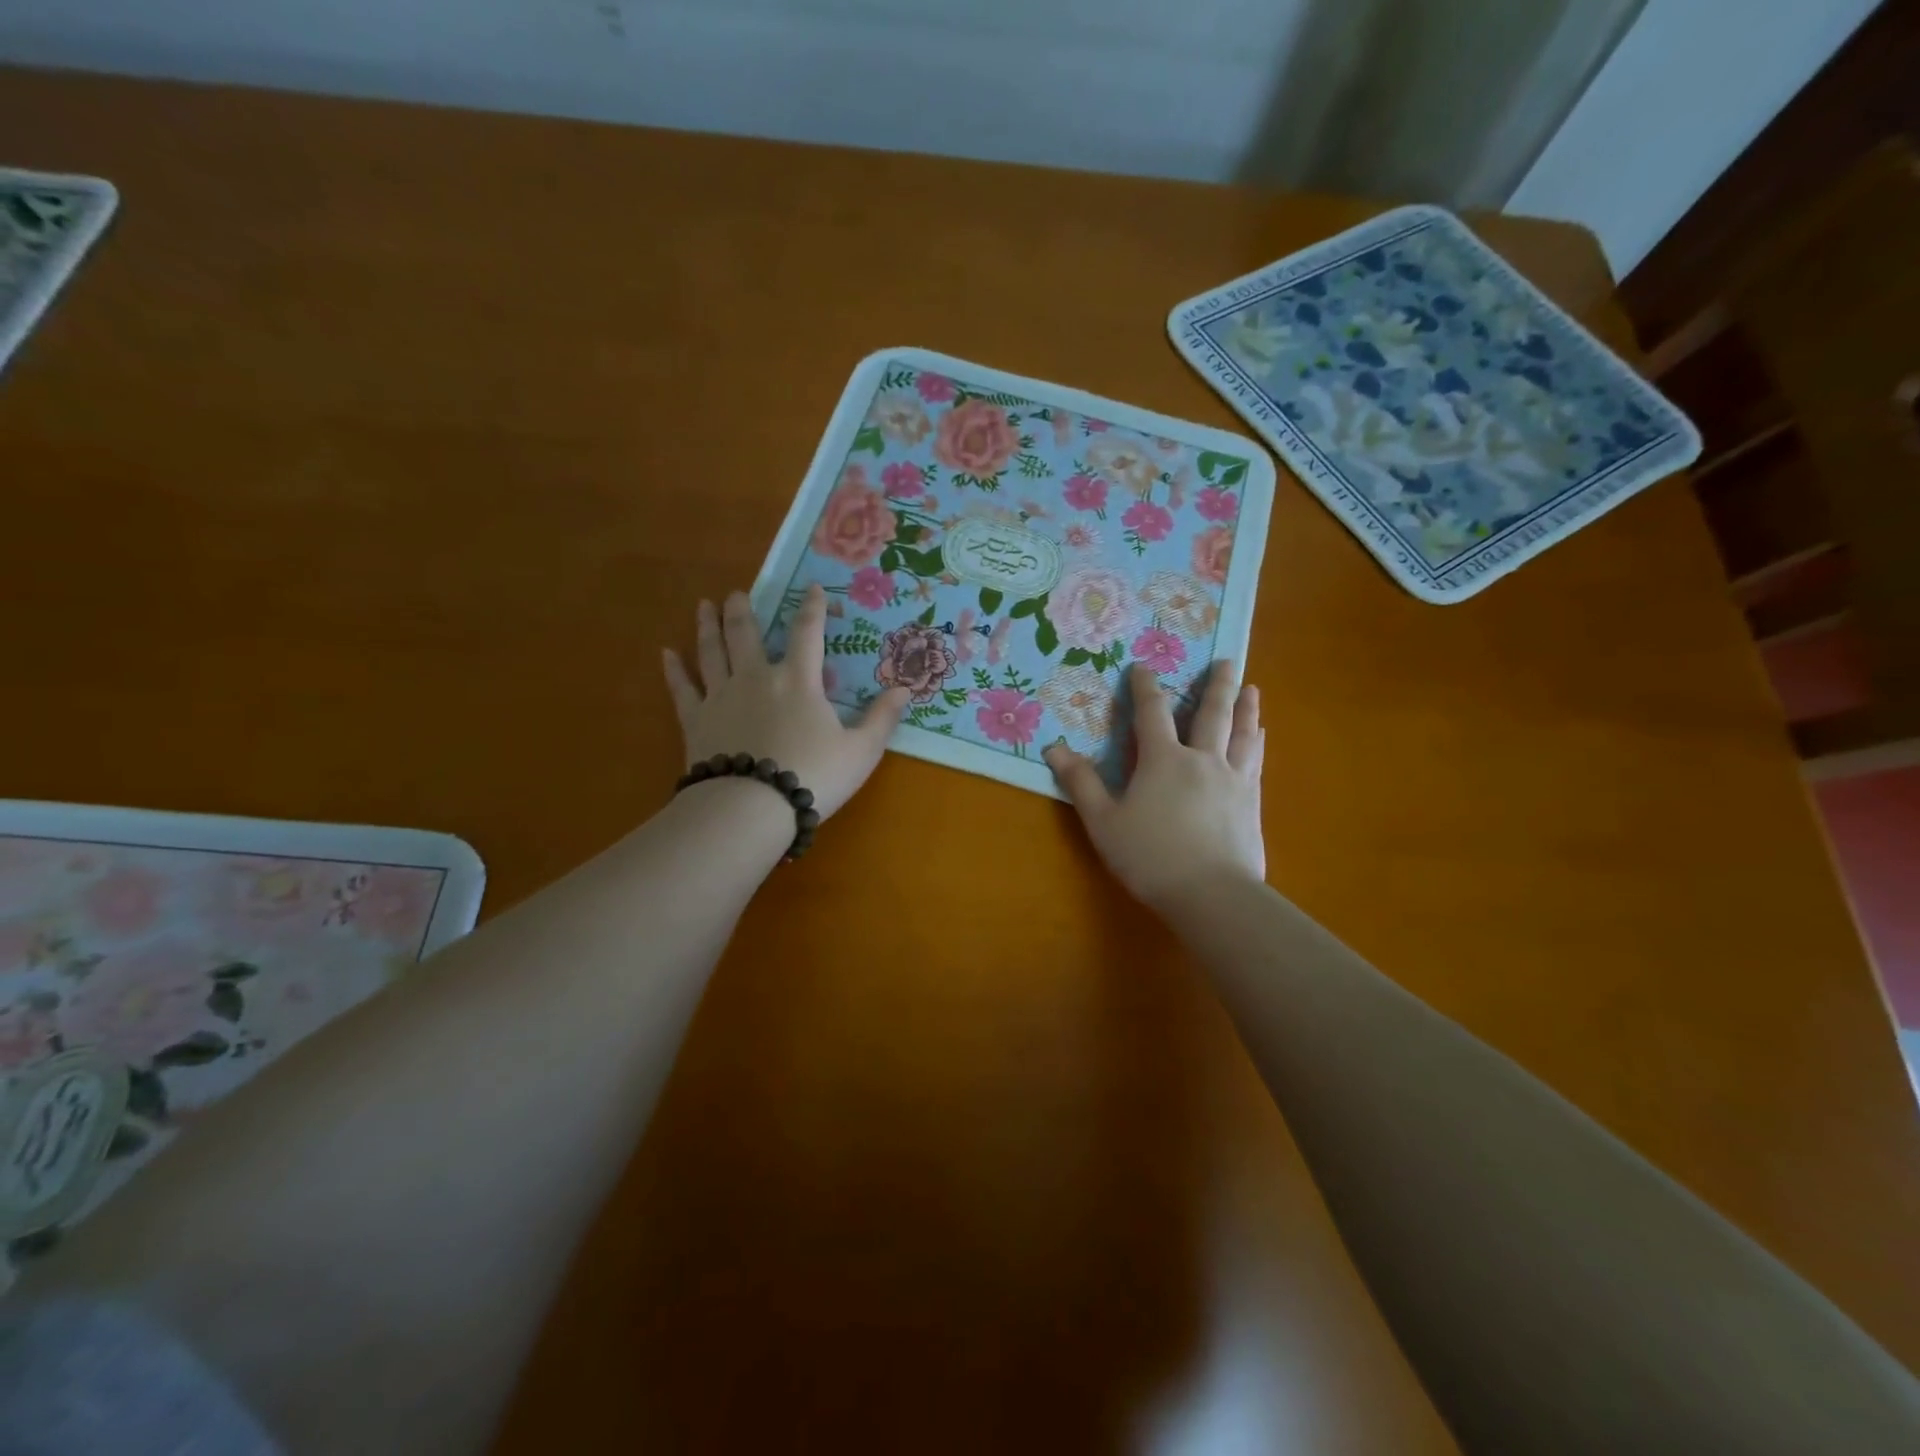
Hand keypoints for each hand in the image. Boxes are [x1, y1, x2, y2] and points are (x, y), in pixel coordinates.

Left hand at [663, 586, 908, 819]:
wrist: (750, 808)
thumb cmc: (812, 776)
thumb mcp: (861, 751)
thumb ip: (882, 719)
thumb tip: (905, 689)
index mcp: (798, 680)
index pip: (807, 633)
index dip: (812, 608)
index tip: (812, 588)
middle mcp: (756, 677)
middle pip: (746, 634)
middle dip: (743, 610)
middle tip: (737, 593)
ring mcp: (721, 696)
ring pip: (711, 651)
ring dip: (707, 626)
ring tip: (703, 605)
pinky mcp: (696, 720)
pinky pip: (682, 688)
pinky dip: (675, 669)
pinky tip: (666, 653)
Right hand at [1044, 662, 1264, 913]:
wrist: (1211, 894)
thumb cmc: (1150, 856)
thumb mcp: (1103, 822)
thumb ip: (1081, 783)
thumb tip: (1054, 749)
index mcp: (1163, 760)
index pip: (1152, 713)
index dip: (1145, 688)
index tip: (1143, 667)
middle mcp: (1202, 759)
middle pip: (1211, 714)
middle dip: (1216, 685)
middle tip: (1227, 660)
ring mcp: (1232, 779)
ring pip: (1241, 734)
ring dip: (1245, 708)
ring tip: (1252, 689)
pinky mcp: (1251, 802)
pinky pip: (1255, 761)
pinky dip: (1257, 742)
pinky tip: (1260, 737)